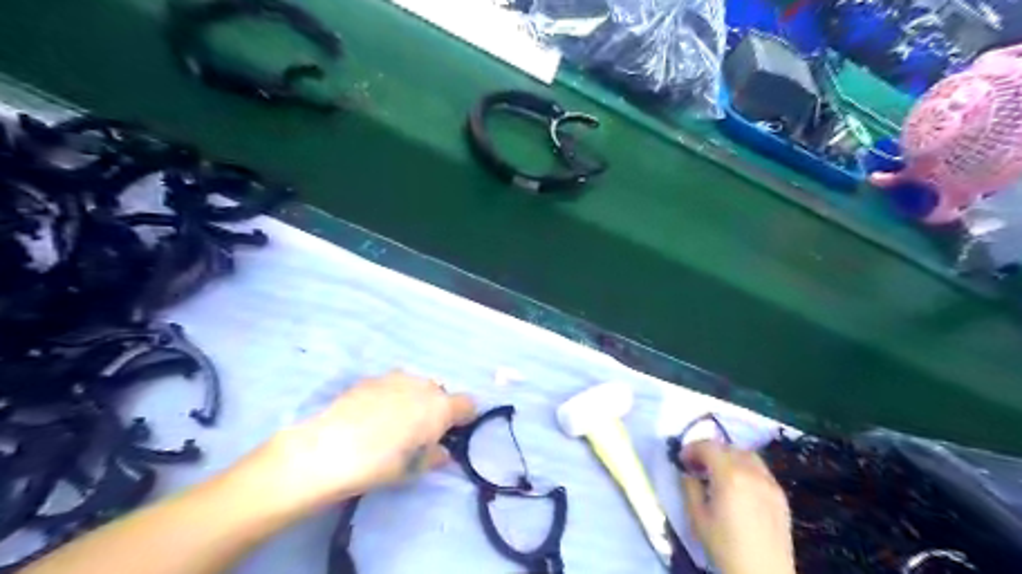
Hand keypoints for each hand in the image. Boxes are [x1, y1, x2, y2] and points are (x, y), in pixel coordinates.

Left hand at [247, 373, 474, 511]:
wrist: (328, 448)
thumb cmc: (381, 464)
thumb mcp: (414, 469)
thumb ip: (435, 456)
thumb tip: (442, 451)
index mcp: (441, 407)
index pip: (468, 404)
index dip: (463, 418)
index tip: (451, 433)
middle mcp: (423, 385)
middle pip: (440, 393)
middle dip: (434, 409)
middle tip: (417, 432)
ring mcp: (395, 378)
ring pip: (414, 386)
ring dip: (411, 400)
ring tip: (390, 423)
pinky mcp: (371, 379)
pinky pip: (390, 386)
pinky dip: (388, 397)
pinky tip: (370, 417)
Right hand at [676, 440, 796, 573]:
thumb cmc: (725, 547)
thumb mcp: (697, 517)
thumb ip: (690, 488)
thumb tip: (688, 473)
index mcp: (729, 475)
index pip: (708, 446)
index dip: (692, 448)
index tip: (682, 459)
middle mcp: (752, 472)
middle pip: (728, 447)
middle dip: (709, 450)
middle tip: (697, 464)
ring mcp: (770, 482)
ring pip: (747, 454)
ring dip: (729, 456)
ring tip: (718, 472)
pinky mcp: (780, 495)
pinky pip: (760, 469)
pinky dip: (745, 467)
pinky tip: (738, 485)